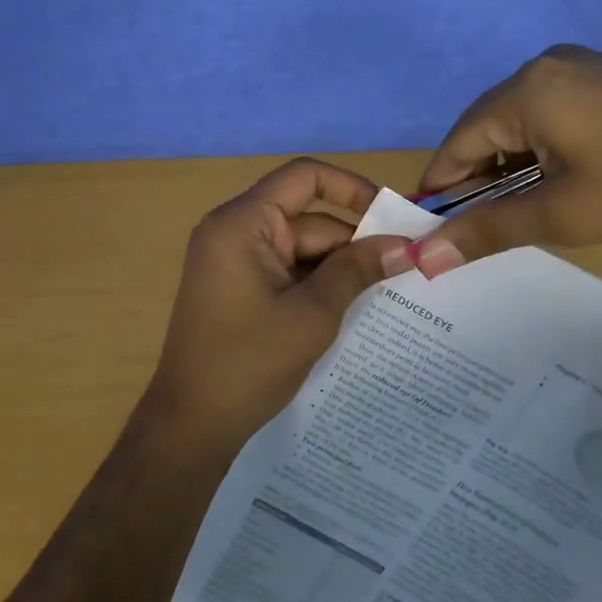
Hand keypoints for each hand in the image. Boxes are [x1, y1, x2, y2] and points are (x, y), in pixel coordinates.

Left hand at [136, 159, 410, 451]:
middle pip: (309, 219)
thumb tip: (405, 247)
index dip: (352, 188)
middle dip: (355, 242)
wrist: (192, 424)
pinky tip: (356, 307)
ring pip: (302, 249)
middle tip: (408, 266)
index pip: (304, 177)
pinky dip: (319, 285)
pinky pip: (288, 272)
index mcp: (242, 224)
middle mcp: (235, 232)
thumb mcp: (313, 314)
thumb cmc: (249, 364)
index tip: (392, 218)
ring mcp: (236, 262)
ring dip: (341, 268)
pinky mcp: (240, 289)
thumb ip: (357, 271)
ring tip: (393, 290)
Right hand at [411, 46, 601, 273]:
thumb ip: (488, 230)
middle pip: (486, 130)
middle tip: (475, 235)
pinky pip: (552, 118)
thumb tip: (423, 259)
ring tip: (514, 217)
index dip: (439, 191)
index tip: (429, 234)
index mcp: (526, 90)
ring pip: (520, 126)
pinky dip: (541, 155)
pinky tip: (553, 187)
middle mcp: (546, 68)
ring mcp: (582, 70)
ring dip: (509, 171)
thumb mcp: (565, 214)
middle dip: (476, 183)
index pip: (456, 143)